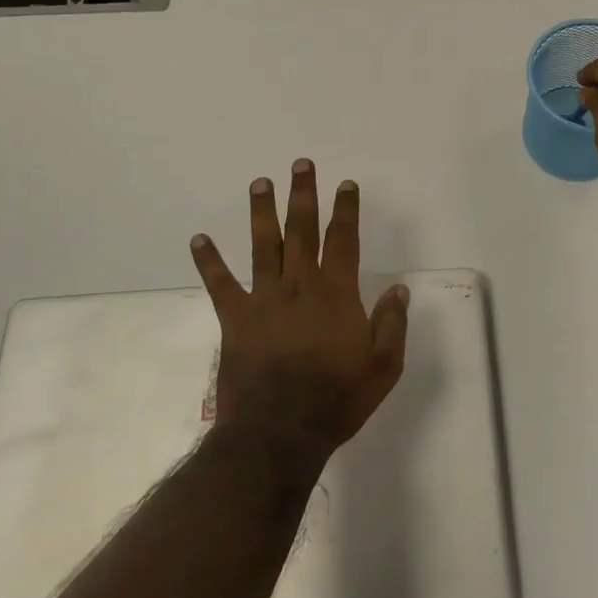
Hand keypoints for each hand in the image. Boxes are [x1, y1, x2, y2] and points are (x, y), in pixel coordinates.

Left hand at [190, 160, 409, 464]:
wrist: (279, 433)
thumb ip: (392, 324)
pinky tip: (198, 239)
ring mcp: (264, 299)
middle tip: (301, 164)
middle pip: (302, 230)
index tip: (346, 184)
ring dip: (262, 212)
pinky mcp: (236, 319)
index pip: (343, 240)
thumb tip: (399, 289)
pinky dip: (209, 261)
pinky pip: (220, 284)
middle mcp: (300, 285)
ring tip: (260, 182)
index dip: (346, 210)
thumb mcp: (383, 367)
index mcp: (336, 293)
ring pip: (263, 245)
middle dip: (303, 195)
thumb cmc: (336, 400)